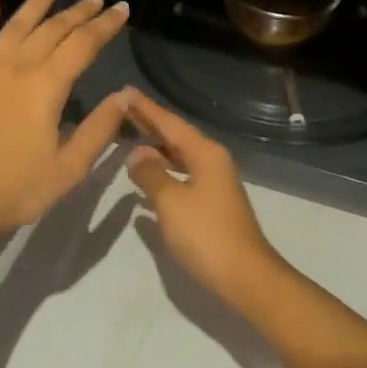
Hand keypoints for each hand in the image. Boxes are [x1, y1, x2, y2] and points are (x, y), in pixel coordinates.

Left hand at [0, 0, 129, 242]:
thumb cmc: (16, 190)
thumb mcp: (69, 168)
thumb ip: (99, 129)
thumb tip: (124, 97)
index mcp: (47, 86)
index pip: (83, 44)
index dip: (105, 25)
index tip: (121, 9)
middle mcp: (16, 66)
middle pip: (52, 29)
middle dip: (78, 11)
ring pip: (14, 25)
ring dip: (35, 4)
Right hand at [122, 88, 284, 304]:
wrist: (244, 276)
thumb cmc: (206, 234)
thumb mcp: (171, 201)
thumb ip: (151, 174)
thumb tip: (137, 154)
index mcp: (205, 154)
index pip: (170, 123)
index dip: (146, 109)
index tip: (124, 91)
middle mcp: (212, 162)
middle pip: (176, 136)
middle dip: (150, 123)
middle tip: (122, 108)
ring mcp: (214, 183)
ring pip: (179, 156)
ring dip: (155, 148)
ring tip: (129, 138)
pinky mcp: (211, 204)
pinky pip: (181, 176)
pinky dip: (163, 171)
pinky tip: (147, 177)